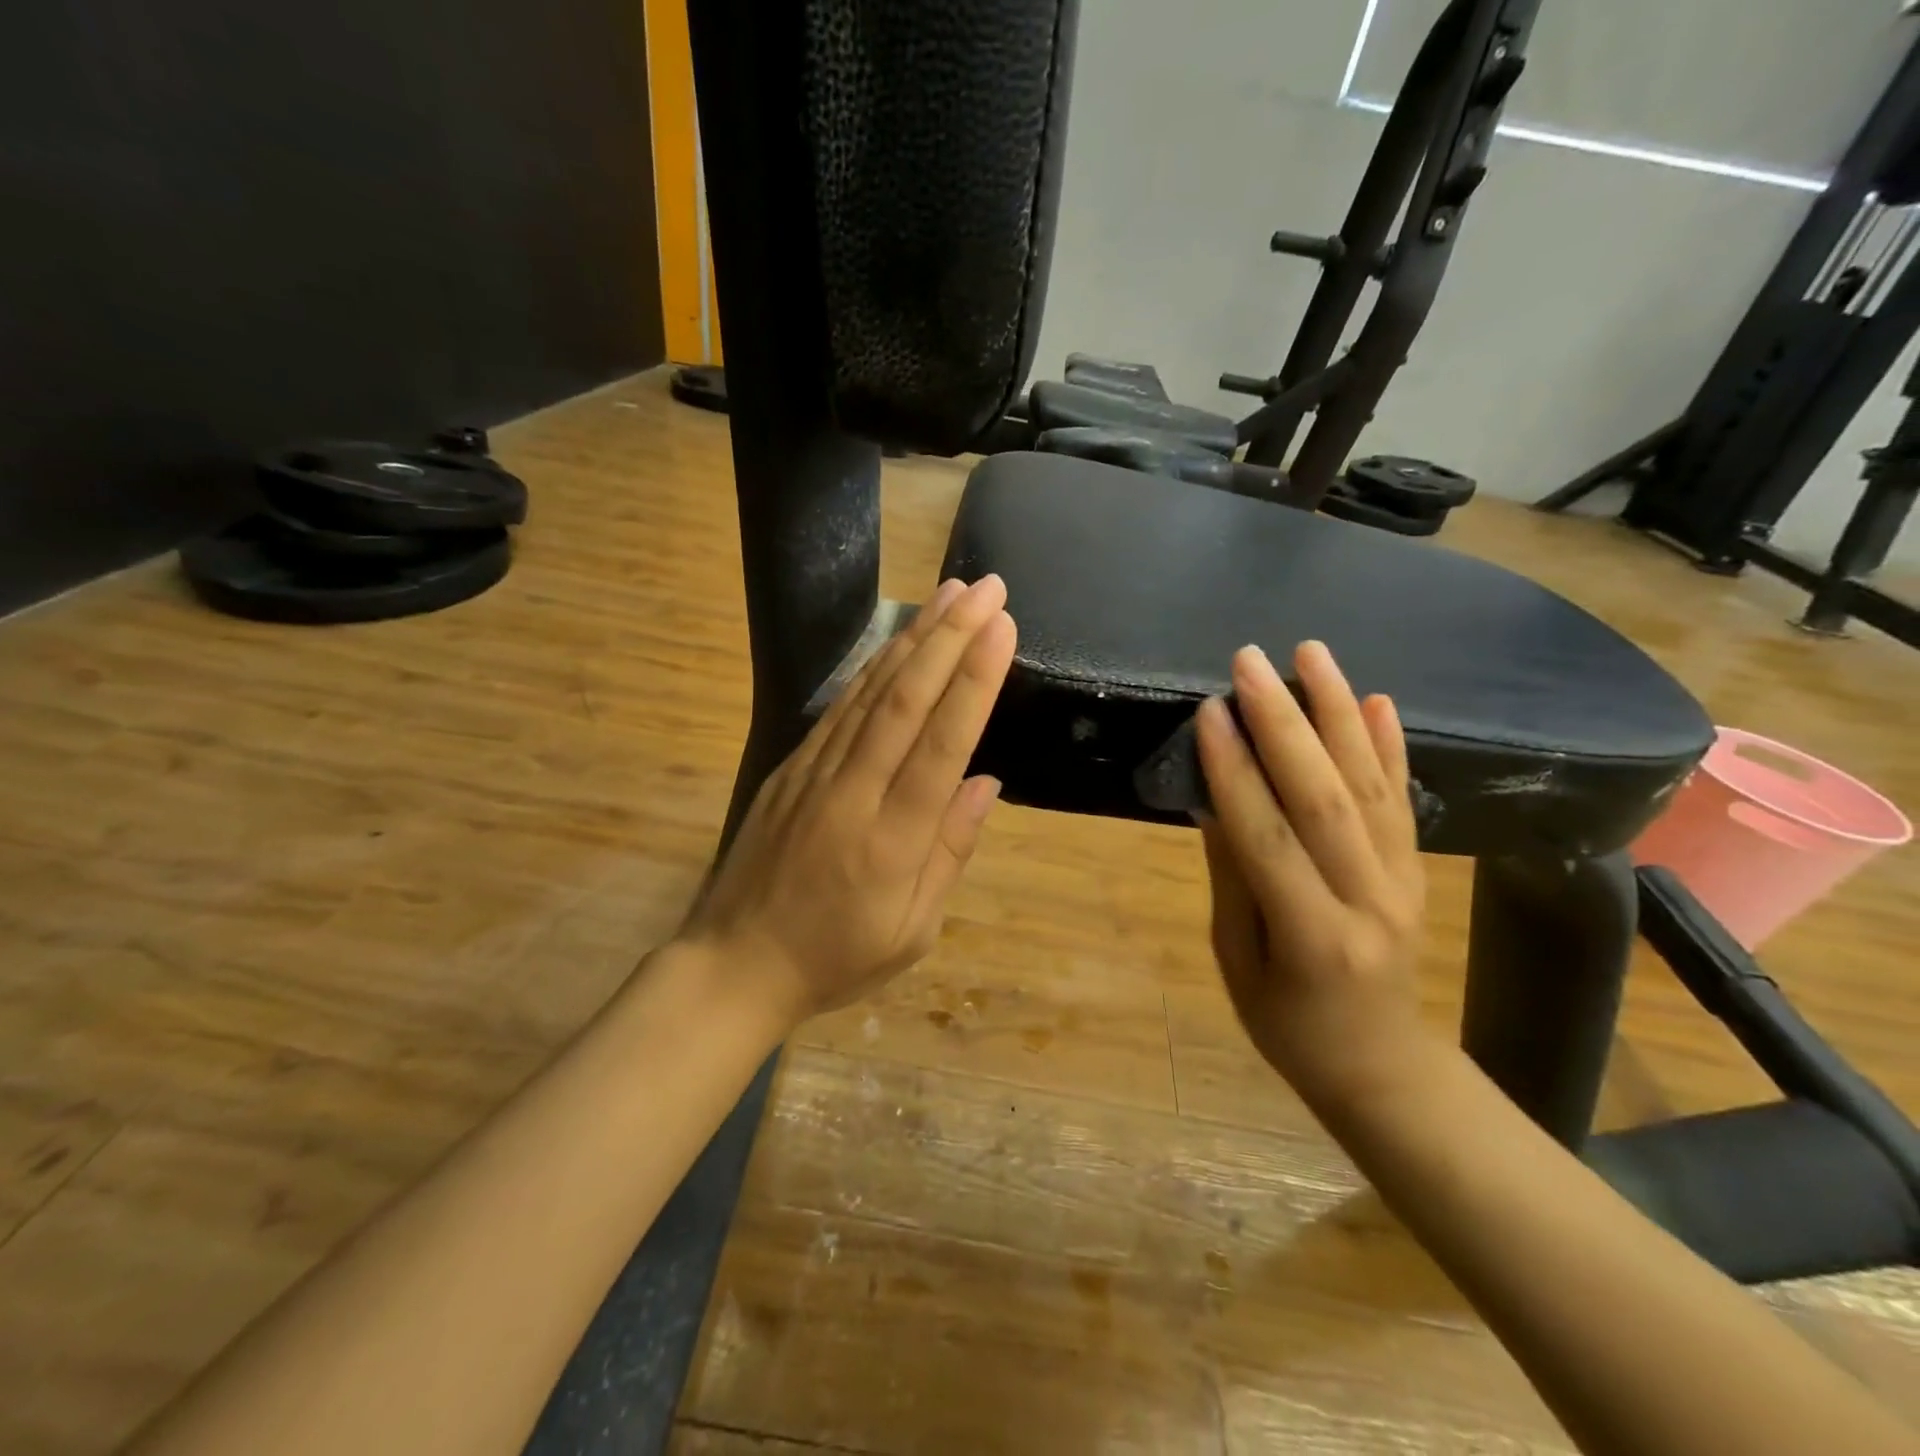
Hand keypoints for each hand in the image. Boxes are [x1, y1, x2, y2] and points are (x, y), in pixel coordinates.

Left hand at [681, 575, 1016, 1024]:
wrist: (734, 965)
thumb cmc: (836, 960)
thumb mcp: (912, 931)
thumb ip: (950, 852)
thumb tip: (985, 782)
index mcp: (892, 843)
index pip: (940, 746)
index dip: (973, 682)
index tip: (1001, 628)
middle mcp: (854, 795)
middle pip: (905, 702)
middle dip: (950, 638)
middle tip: (987, 588)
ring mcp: (814, 776)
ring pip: (869, 694)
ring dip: (914, 638)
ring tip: (949, 593)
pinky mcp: (790, 769)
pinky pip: (839, 709)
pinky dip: (872, 668)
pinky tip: (898, 640)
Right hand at [1195, 640, 1427, 1110]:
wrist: (1384, 1067)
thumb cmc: (1289, 1026)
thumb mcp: (1237, 962)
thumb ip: (1232, 878)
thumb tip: (1214, 799)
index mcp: (1311, 936)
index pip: (1267, 836)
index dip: (1234, 771)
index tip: (1210, 711)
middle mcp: (1367, 900)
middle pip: (1323, 797)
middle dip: (1283, 721)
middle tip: (1250, 661)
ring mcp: (1403, 881)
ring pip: (1368, 784)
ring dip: (1337, 711)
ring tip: (1312, 653)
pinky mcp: (1418, 870)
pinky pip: (1402, 800)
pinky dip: (1389, 746)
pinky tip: (1376, 700)